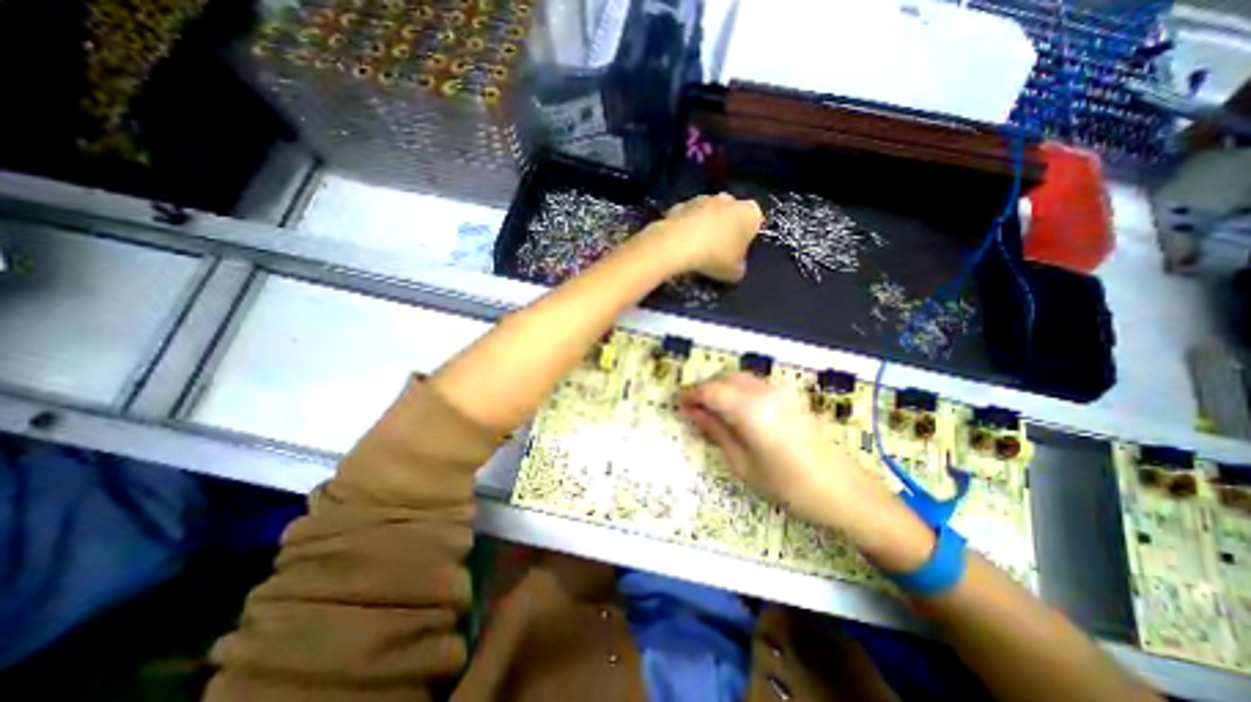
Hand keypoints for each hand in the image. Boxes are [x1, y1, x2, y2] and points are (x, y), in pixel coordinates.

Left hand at [646, 195, 760, 280]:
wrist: (678, 244)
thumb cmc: (715, 257)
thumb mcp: (734, 273)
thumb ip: (739, 268)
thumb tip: (735, 268)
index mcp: (750, 213)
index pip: (755, 224)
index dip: (746, 241)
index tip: (736, 255)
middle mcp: (729, 199)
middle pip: (730, 216)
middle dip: (725, 230)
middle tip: (716, 253)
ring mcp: (703, 198)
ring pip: (708, 215)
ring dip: (704, 228)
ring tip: (695, 252)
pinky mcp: (680, 203)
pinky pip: (688, 219)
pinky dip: (685, 229)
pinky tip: (680, 247)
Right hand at [674, 375, 909, 538]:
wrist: (844, 490)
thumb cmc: (789, 485)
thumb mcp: (743, 464)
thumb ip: (715, 431)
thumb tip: (691, 413)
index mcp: (750, 409)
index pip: (709, 390)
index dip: (689, 396)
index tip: (676, 406)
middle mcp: (764, 390)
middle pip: (723, 378)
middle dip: (704, 390)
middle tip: (691, 410)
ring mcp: (779, 389)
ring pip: (738, 377)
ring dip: (720, 388)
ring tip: (709, 411)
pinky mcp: (789, 394)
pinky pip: (753, 383)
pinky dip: (736, 390)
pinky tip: (733, 410)